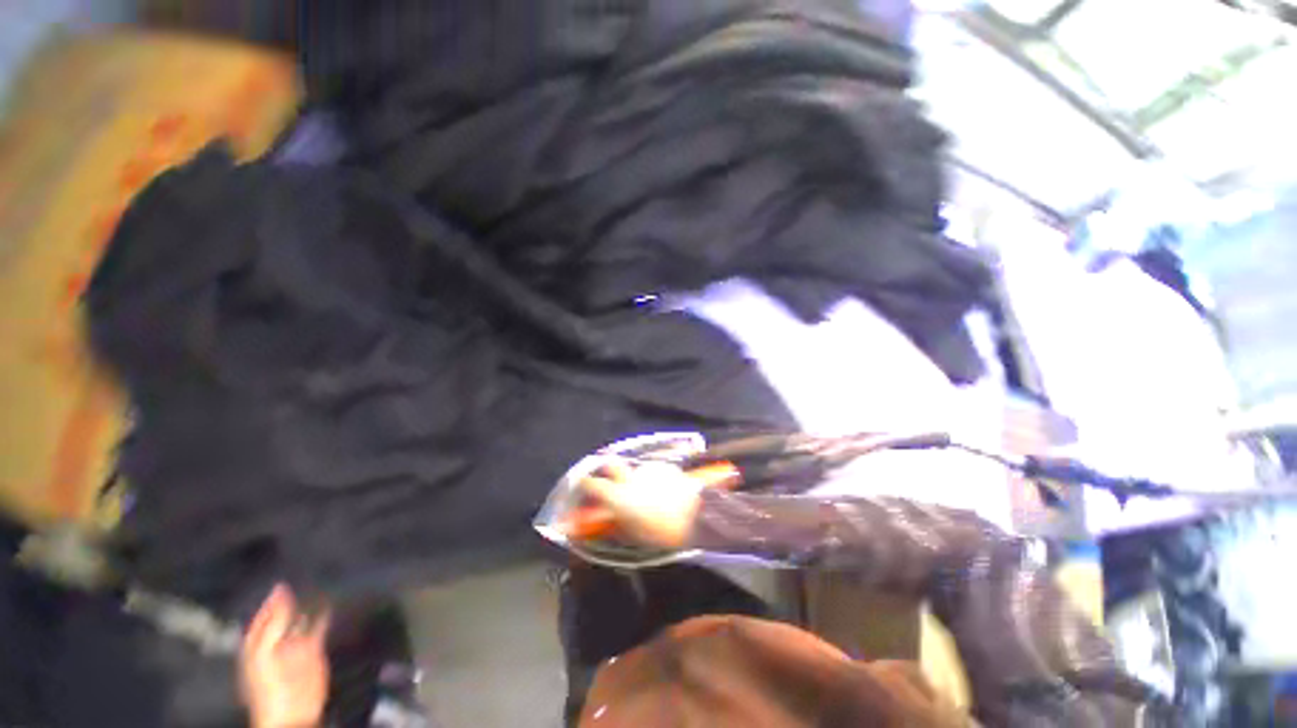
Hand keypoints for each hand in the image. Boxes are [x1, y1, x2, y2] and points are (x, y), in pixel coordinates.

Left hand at [239, 584, 330, 727]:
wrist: (292, 711)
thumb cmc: (269, 684)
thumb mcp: (264, 651)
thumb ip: (273, 622)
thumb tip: (281, 589)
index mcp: (257, 641)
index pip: (263, 613)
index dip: (272, 597)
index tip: (285, 576)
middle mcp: (276, 639)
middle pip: (283, 613)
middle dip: (292, 596)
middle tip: (306, 572)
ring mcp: (295, 643)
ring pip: (302, 617)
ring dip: (310, 603)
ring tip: (321, 581)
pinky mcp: (314, 648)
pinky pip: (319, 626)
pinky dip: (324, 614)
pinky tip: (331, 601)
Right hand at [579, 458, 703, 547]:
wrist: (696, 513)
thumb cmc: (663, 531)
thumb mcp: (635, 535)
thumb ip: (617, 524)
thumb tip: (607, 521)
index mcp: (619, 496)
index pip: (592, 484)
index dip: (584, 485)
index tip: (582, 487)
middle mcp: (630, 478)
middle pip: (611, 465)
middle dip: (606, 470)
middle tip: (611, 482)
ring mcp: (649, 470)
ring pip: (636, 471)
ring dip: (637, 480)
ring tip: (650, 496)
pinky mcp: (665, 467)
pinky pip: (653, 472)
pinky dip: (654, 479)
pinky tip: (665, 490)